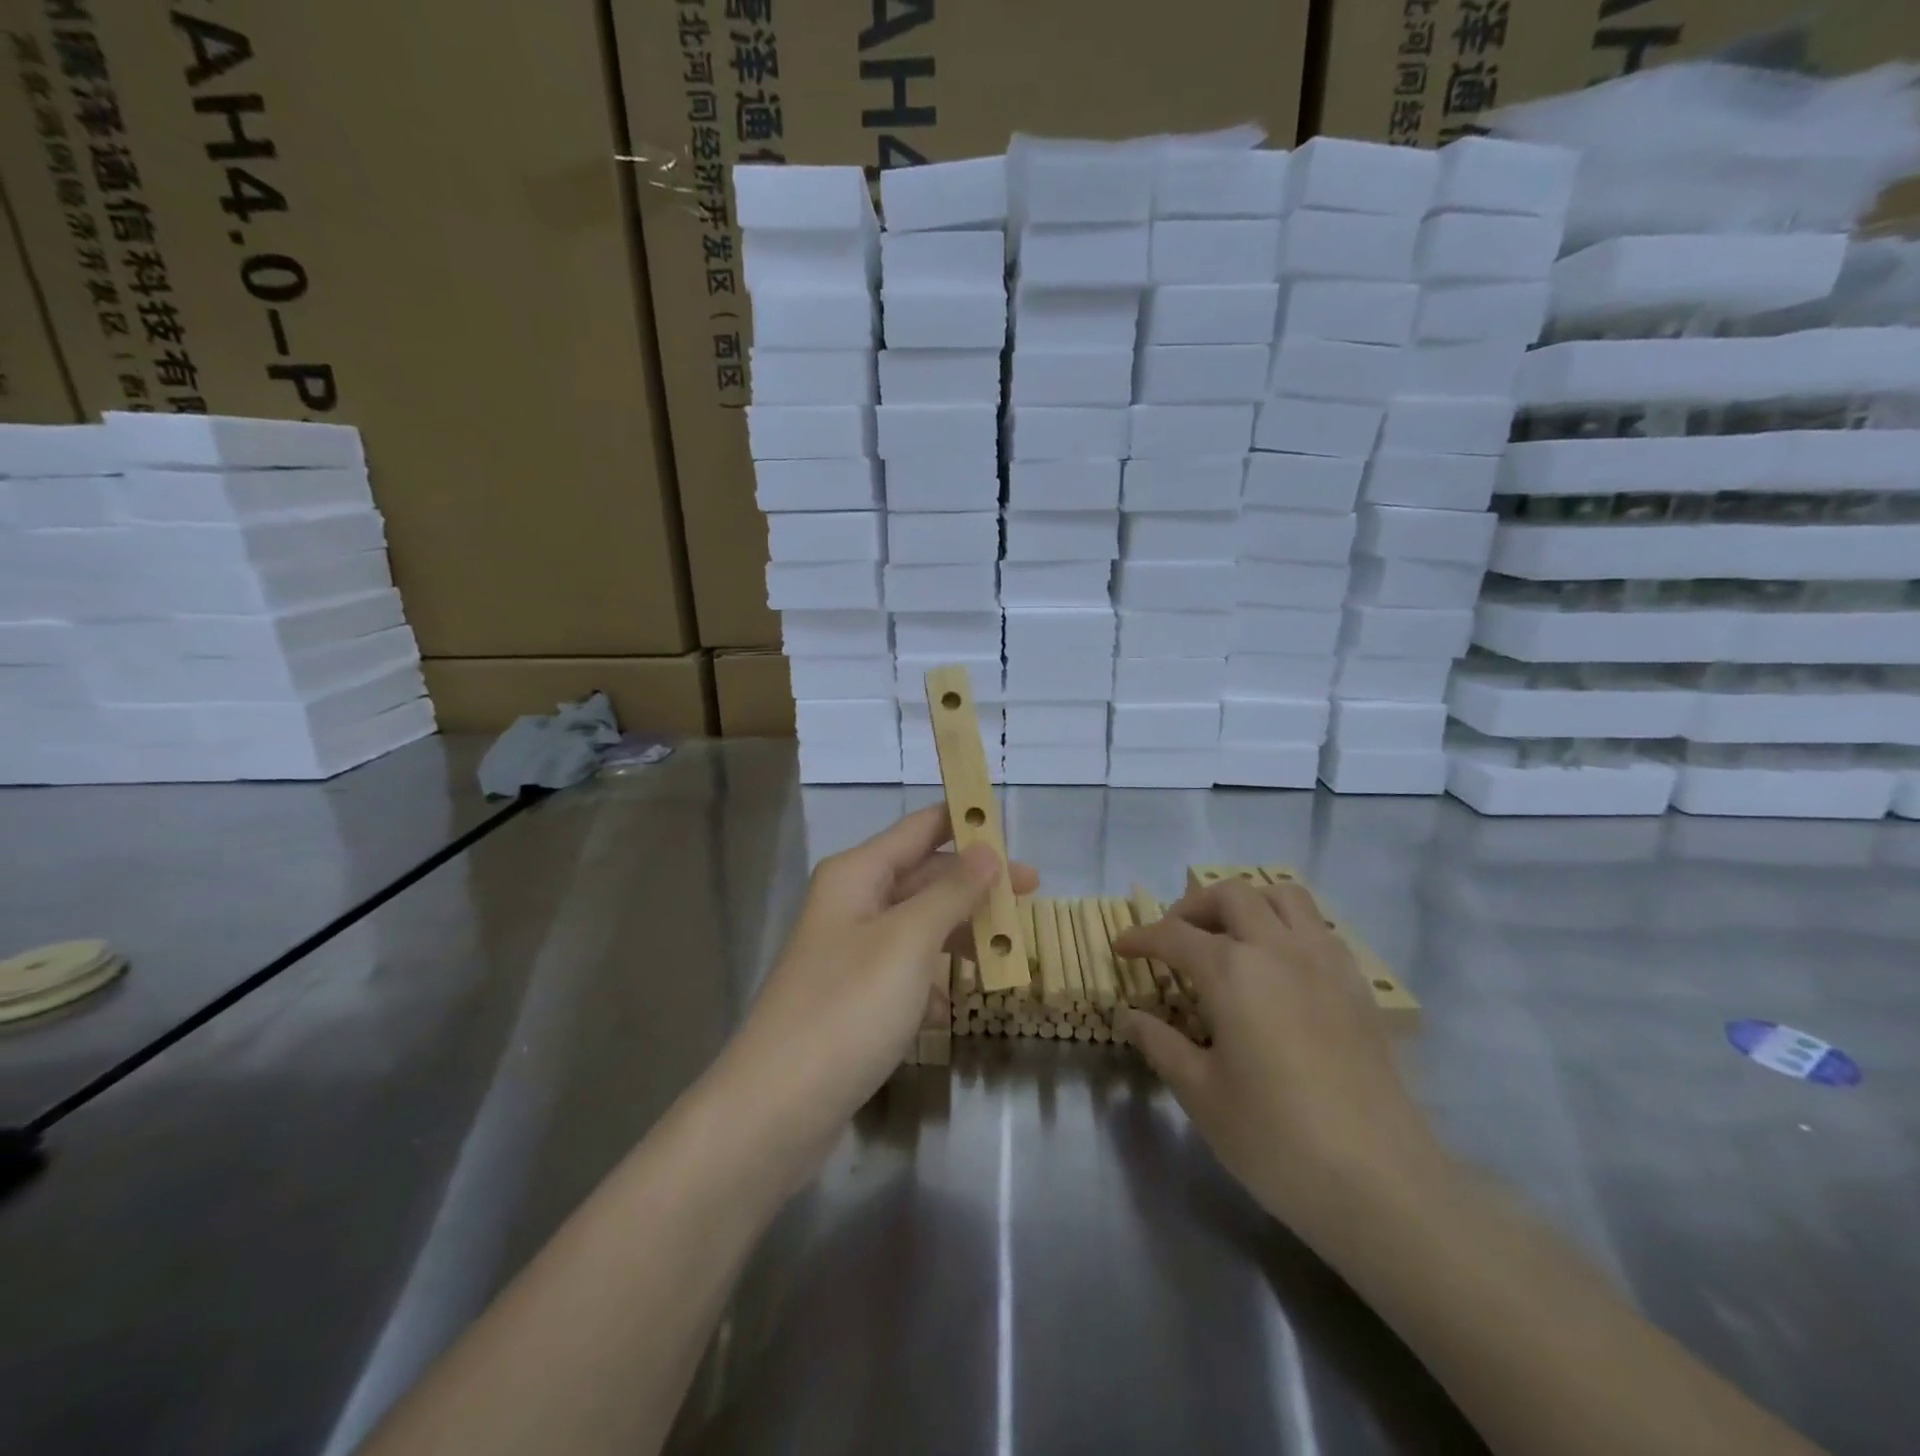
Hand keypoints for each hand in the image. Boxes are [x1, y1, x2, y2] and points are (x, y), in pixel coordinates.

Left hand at [720, 806, 1036, 1172]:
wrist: (777, 1108)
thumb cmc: (848, 1008)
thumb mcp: (909, 941)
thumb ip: (952, 892)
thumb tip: (987, 850)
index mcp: (858, 874)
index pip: (921, 828)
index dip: (966, 821)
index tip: (1014, 830)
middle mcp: (852, 903)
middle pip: (924, 876)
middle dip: (976, 884)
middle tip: (1033, 894)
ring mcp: (850, 951)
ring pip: (919, 925)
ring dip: (960, 934)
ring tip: (1008, 953)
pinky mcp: (854, 997)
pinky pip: (905, 970)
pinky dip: (933, 980)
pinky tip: (953, 1006)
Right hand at [1113, 878, 1444, 1245]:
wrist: (1381, 1182)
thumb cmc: (1275, 1137)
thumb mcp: (1200, 1093)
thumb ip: (1161, 1044)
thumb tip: (1131, 1016)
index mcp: (1232, 971)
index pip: (1174, 935)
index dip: (1141, 937)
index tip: (1121, 947)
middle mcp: (1278, 949)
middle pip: (1231, 894)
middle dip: (1193, 906)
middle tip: (1175, 938)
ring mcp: (1324, 962)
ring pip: (1283, 896)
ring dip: (1248, 903)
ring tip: (1229, 937)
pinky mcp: (1357, 986)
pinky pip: (1318, 928)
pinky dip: (1287, 926)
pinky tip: (1278, 968)